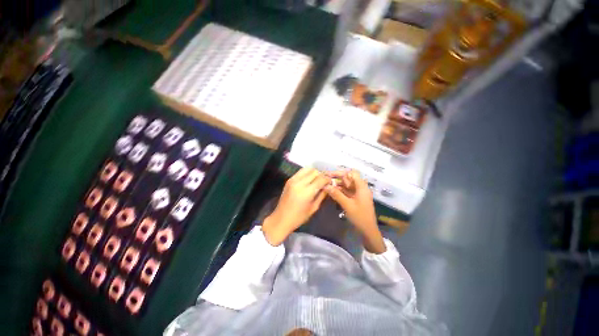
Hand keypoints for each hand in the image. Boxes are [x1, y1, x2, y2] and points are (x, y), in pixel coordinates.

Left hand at [262, 168, 329, 245]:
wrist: (281, 218)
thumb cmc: (299, 217)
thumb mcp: (314, 208)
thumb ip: (322, 195)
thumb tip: (329, 187)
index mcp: (306, 192)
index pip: (321, 179)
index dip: (328, 179)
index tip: (331, 182)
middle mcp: (299, 183)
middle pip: (315, 172)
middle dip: (322, 175)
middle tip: (325, 181)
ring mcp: (293, 180)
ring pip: (308, 169)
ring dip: (314, 172)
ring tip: (317, 180)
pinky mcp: (289, 180)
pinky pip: (301, 171)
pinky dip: (307, 173)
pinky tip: (309, 180)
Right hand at [325, 170, 385, 252]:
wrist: (368, 231)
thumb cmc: (360, 217)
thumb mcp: (347, 205)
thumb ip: (336, 194)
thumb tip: (326, 185)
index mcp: (361, 187)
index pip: (352, 173)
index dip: (341, 173)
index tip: (329, 175)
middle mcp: (360, 188)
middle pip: (348, 179)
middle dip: (336, 178)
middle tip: (325, 179)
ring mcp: (357, 194)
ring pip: (346, 185)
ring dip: (337, 185)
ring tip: (326, 185)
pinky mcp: (355, 199)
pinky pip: (346, 192)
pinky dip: (339, 191)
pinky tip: (331, 192)